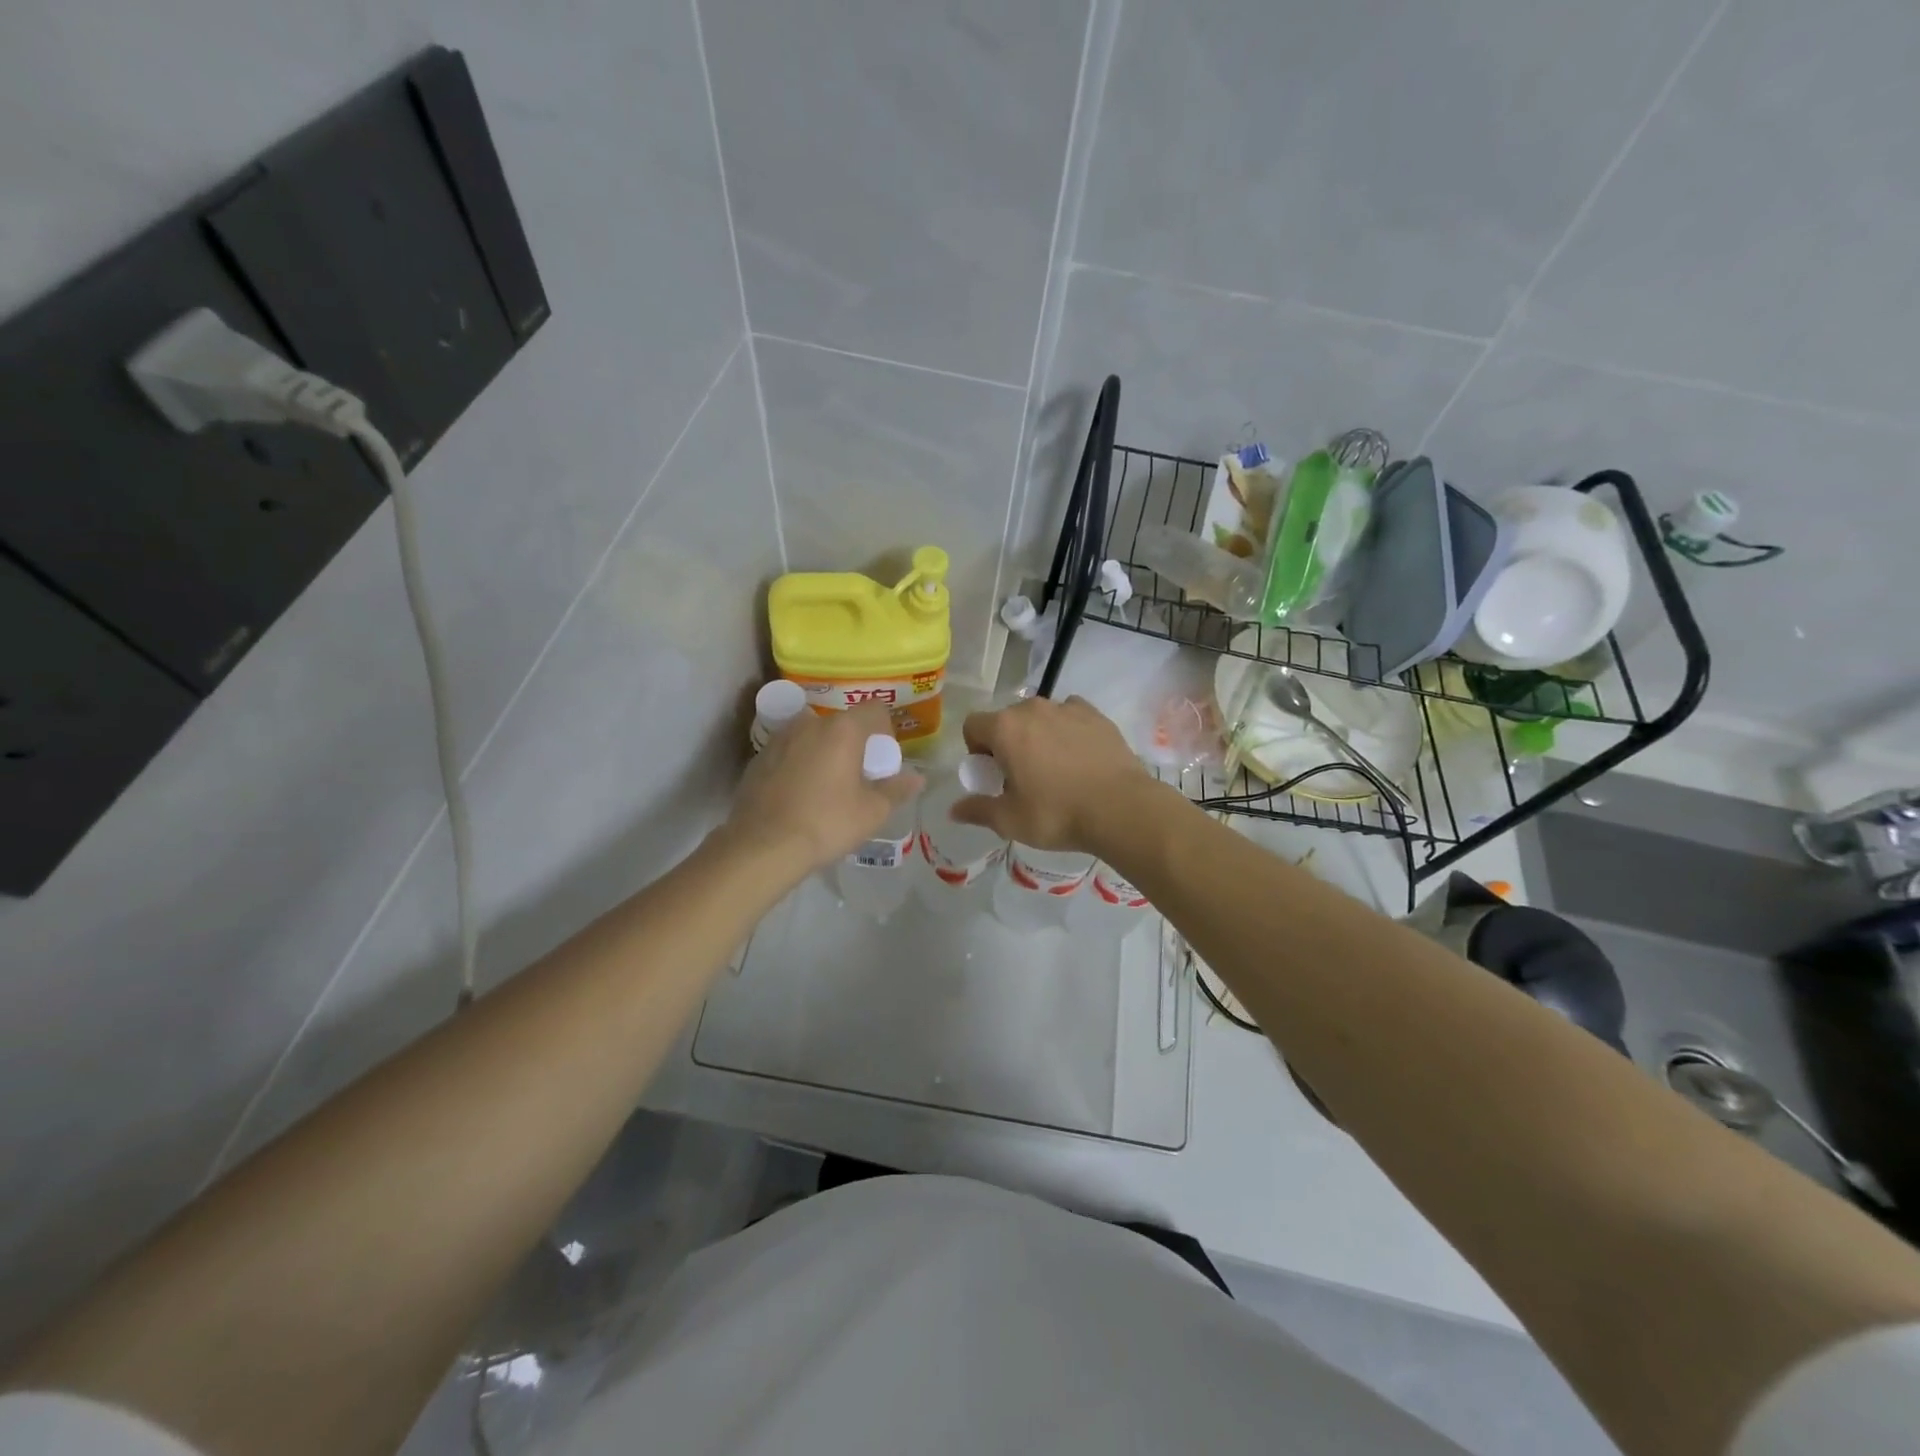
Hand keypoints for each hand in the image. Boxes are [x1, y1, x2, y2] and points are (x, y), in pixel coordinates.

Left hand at [725, 701, 923, 873]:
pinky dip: (798, 764)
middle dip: (852, 743)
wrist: (762, 846)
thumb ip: (896, 790)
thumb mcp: (872, 812)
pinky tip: (798, 795)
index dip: (884, 730)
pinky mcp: (758, 758)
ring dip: (823, 751)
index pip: (874, 710)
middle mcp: (810, 723)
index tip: (881, 759)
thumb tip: (917, 779)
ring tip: (825, 785)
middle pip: (841, 723)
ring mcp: (779, 738)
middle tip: (856, 776)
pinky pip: (788, 752)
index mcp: (842, 729)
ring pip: (812, 736)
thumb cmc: (826, 823)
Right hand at [950, 696, 1148, 852]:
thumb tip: (954, 810)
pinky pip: (1070, 716)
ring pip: (1040, 717)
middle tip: (1021, 776)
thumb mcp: (1010, 820)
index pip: (973, 726)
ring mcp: (1067, 708)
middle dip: (1006, 743)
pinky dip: (1067, 730)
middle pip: (1006, 719)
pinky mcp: (1096, 715)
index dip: (976, 750)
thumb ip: (978, 810)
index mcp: (1005, 728)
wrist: (1121, 808)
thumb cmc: (1057, 814)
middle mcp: (1033, 708)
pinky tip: (1078, 757)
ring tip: (1054, 768)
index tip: (992, 775)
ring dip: (1037, 735)